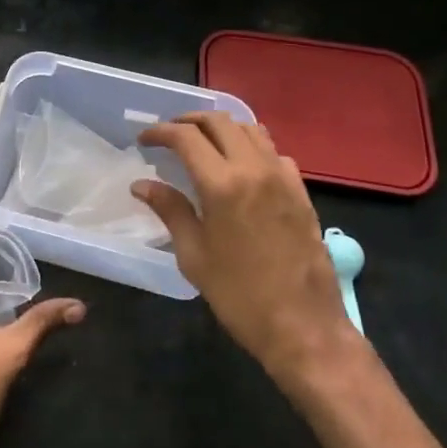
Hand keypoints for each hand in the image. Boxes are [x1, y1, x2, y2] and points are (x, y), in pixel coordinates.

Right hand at [135, 114, 359, 388]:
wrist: (304, 327)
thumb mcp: (194, 255)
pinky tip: (241, 168)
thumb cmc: (239, 295)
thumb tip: (142, 185)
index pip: (186, 137)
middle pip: (219, 122)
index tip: (144, 139)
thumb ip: (170, 210)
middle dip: (189, 121)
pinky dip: (251, 147)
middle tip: (170, 134)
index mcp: (223, 184)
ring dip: (222, 128)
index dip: (161, 132)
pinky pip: (273, 152)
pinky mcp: (301, 191)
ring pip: (250, 130)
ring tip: (203, 143)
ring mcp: (282, 177)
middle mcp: (254, 169)